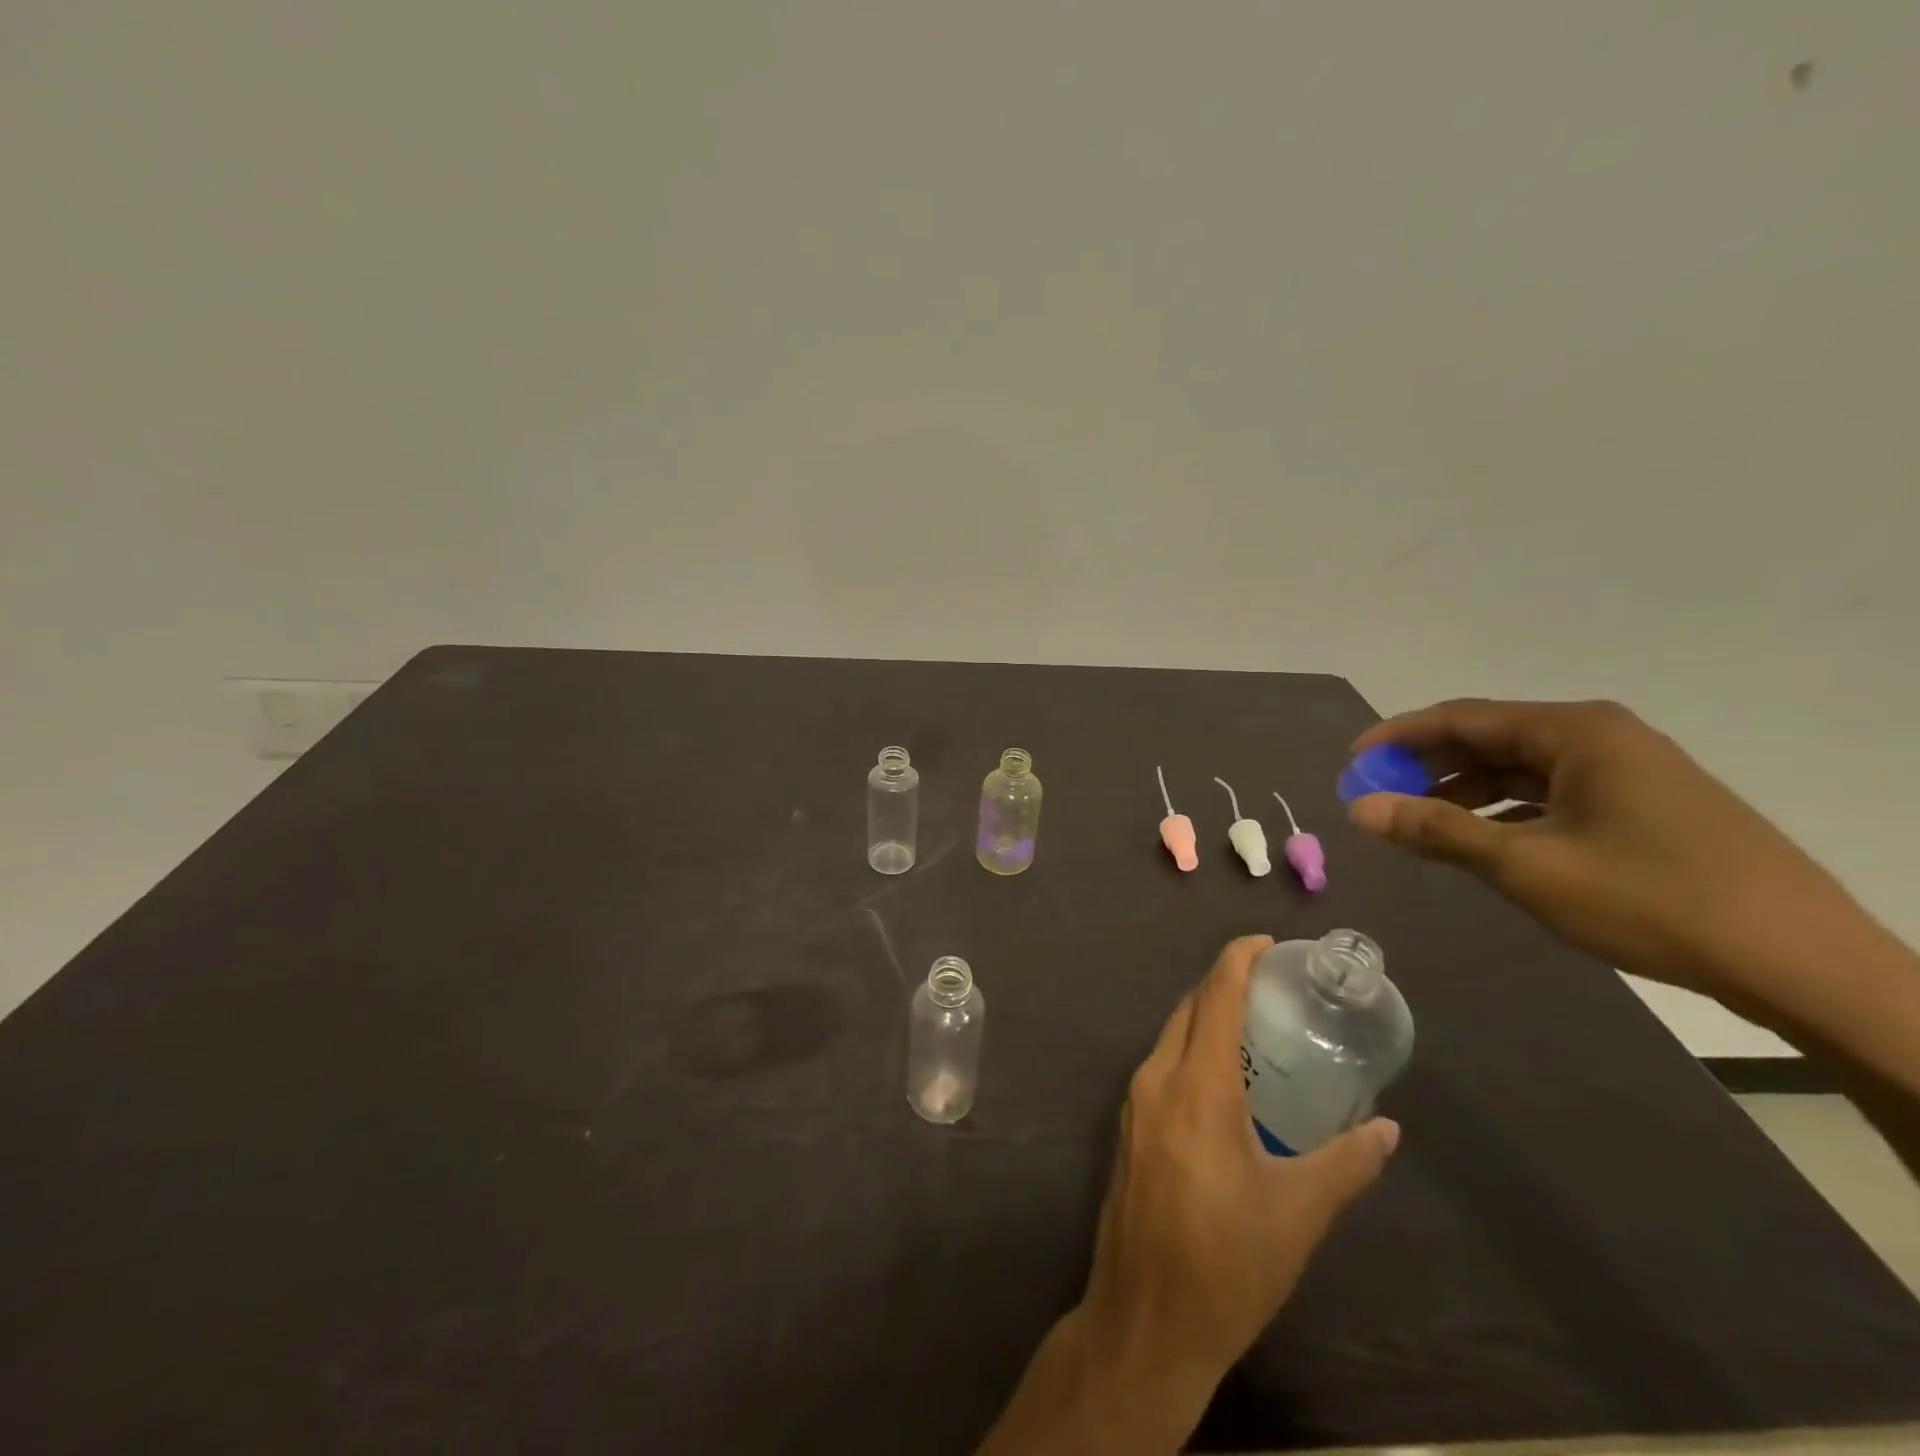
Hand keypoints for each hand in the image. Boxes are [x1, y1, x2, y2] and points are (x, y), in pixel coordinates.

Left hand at [1080, 936, 1397, 1390]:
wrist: (1146, 1318)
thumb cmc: (1228, 1265)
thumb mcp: (1298, 1214)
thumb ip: (1346, 1163)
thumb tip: (1388, 1129)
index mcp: (1198, 1089)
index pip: (1214, 997)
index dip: (1237, 960)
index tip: (1267, 942)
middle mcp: (1157, 1079)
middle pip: (1189, 1007)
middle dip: (1224, 982)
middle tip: (1272, 981)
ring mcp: (1135, 1101)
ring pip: (1170, 1033)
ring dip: (1206, 1014)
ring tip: (1254, 1020)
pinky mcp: (1128, 1124)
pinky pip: (1161, 1062)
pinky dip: (1191, 1046)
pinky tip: (1223, 1071)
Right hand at [1345, 698, 1872, 1006]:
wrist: (1801, 960)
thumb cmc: (1651, 899)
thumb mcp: (1526, 865)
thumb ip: (1437, 830)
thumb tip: (1359, 810)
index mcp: (1574, 732)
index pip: (1462, 718)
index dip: (1398, 737)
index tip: (1352, 762)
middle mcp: (1600, 736)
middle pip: (1489, 739)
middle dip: (1427, 766)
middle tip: (1377, 797)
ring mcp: (1627, 769)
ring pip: (1519, 768)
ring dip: (1463, 790)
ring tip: (1417, 823)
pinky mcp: (1644, 804)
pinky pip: (1551, 792)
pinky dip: (1505, 809)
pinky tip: (1481, 838)